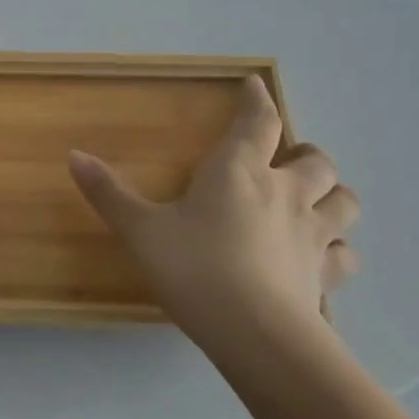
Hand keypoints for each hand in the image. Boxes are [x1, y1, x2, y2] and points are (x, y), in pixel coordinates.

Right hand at [67, 75, 358, 357]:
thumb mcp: (141, 230)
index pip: (258, 122)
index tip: (254, 84)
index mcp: (239, 171)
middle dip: (305, 153)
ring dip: (332, 195)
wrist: (255, 334)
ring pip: (344, 202)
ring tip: (315, 201)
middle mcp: (285, 193)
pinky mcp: (325, 276)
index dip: (256, 100)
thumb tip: (73, 155)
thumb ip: (109, 193)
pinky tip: (321, 258)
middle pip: (317, 161)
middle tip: (288, 158)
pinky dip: (336, 251)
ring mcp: (313, 235)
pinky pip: (344, 256)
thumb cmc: (194, 267)